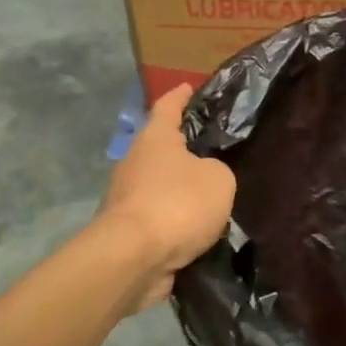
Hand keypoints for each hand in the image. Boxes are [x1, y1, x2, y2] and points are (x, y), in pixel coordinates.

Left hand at [100, 85, 236, 308]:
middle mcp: (135, 161)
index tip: (189, 87)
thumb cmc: (177, 204)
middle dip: (184, 148)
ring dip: (181, 189)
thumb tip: (205, 177)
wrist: (133, 258)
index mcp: (156, 138)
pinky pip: (160, 216)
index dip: (181, 96)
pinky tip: (198, 228)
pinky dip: (176, 220)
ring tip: (212, 195)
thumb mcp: (219, 179)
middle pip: (161, 146)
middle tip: (214, 149)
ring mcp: (127, 196)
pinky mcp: (127, 229)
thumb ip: (217, 170)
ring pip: (160, 184)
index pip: (168, 106)